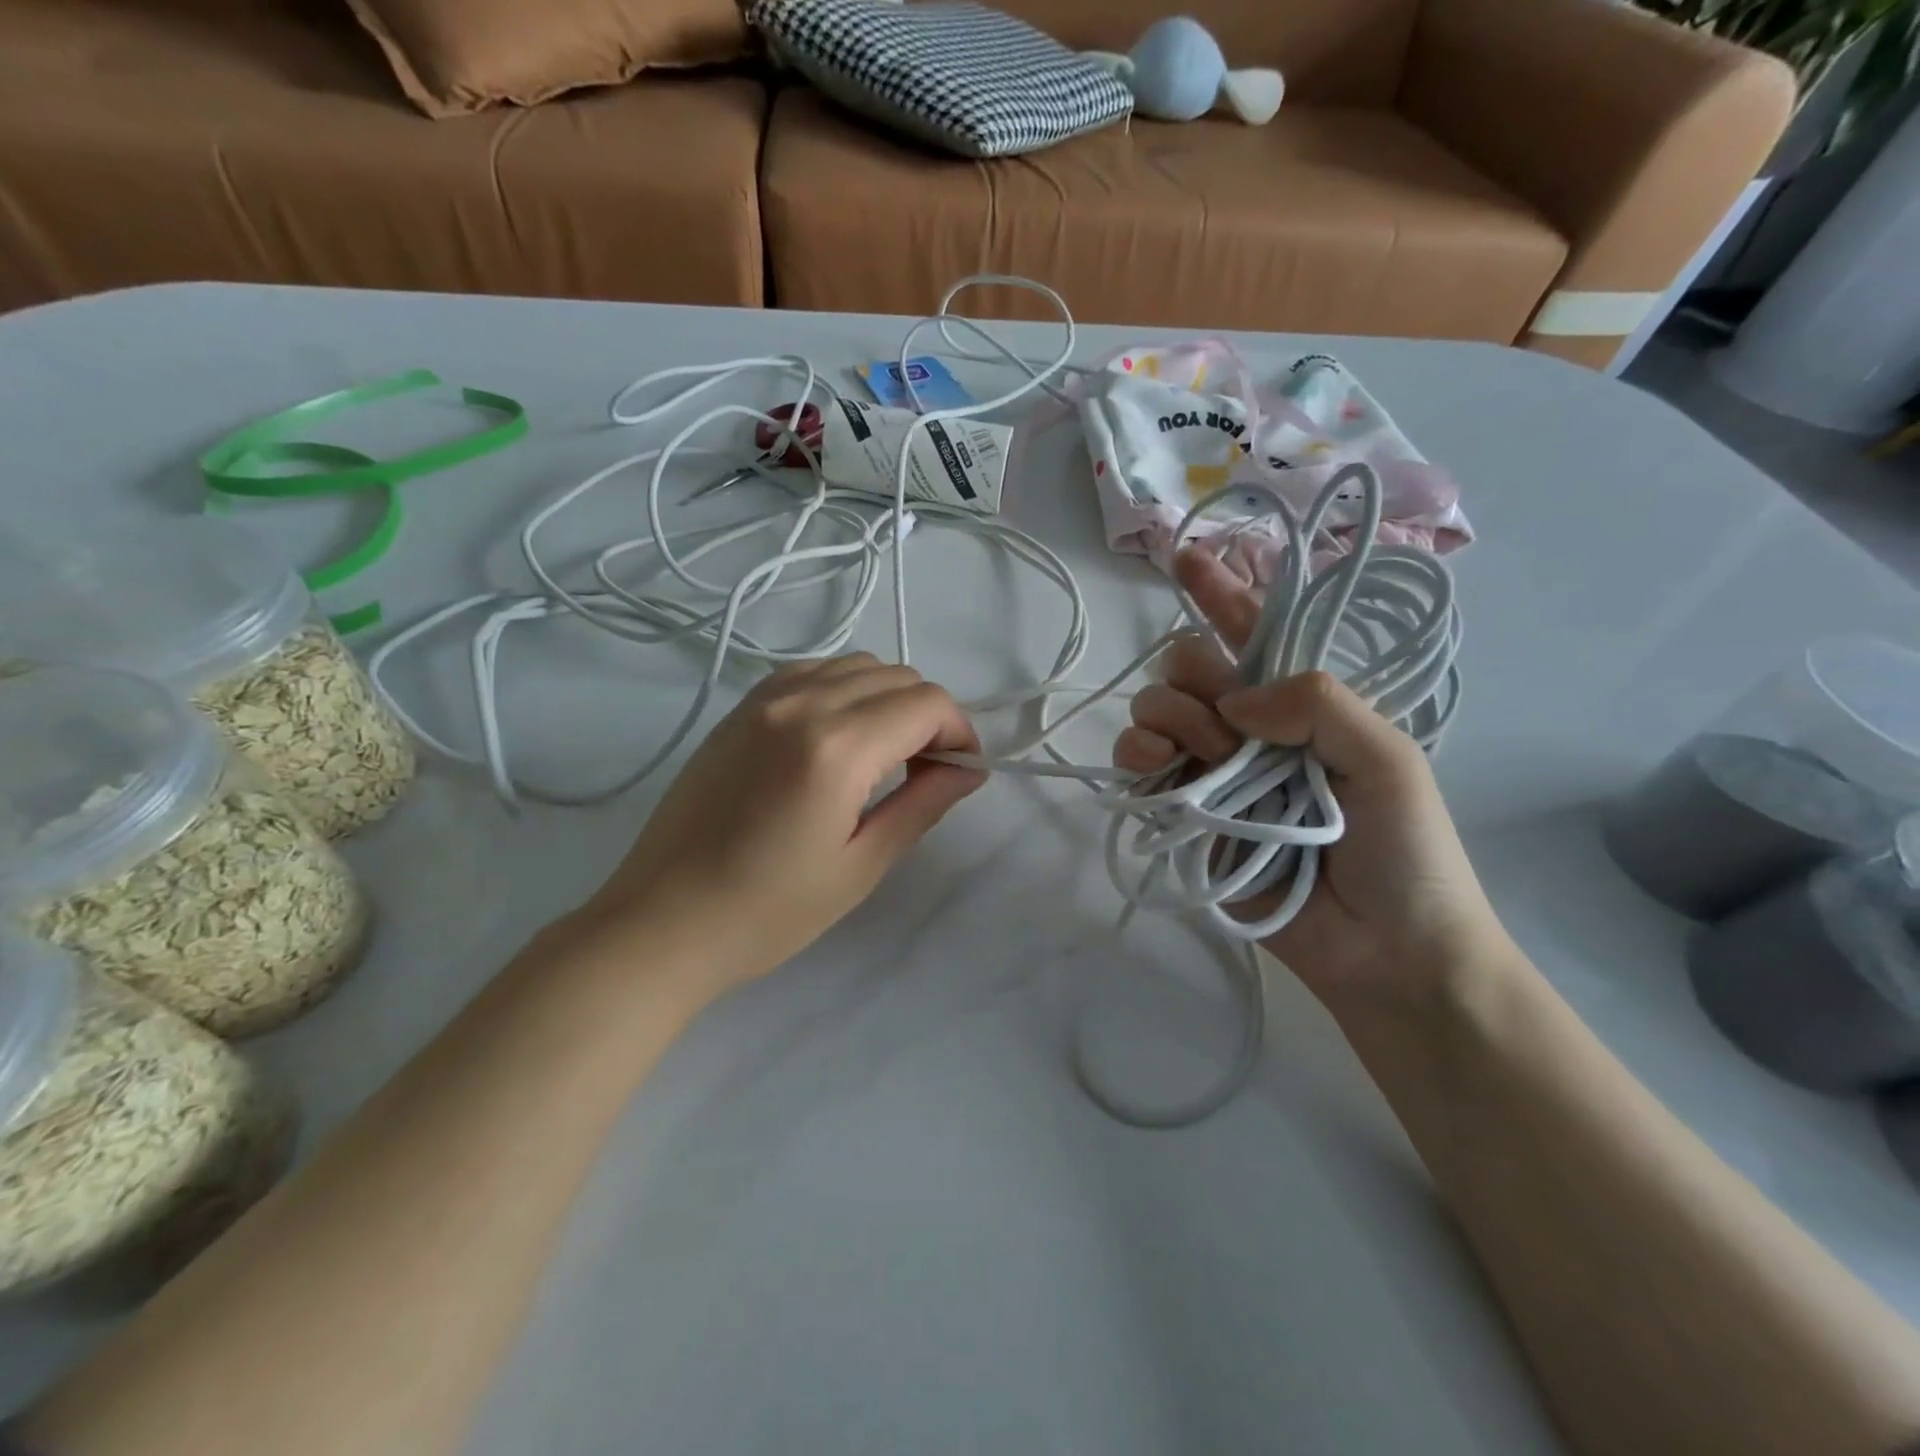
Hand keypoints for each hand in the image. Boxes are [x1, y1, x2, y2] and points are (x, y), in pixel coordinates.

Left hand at [587, 655, 984, 992]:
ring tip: (884, 754)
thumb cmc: (768, 912)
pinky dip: (844, 690)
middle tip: (926, 771)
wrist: (662, 921)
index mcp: (836, 747)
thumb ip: (923, 804)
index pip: (927, 703)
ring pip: (856, 665)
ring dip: (888, 698)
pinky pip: (812, 671)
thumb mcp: (860, 865)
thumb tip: (969, 769)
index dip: (960, 732)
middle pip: (897, 676)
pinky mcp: (739, 708)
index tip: (959, 773)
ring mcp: (763, 699)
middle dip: (929, 715)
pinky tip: (838, 737)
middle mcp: (801, 703)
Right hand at [1114, 548, 1511, 1009]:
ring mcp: (1213, 773)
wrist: (1386, 952)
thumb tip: (1231, 697)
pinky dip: (1136, 761)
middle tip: (1229, 733)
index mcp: (1302, 704)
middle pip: (1188, 668)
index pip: (1253, 633)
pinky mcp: (1185, 818)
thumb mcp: (1389, 759)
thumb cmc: (1406, 852)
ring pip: (1155, 712)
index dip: (1220, 593)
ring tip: (1200, 761)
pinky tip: (1152, 773)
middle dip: (1194, 681)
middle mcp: (1249, 730)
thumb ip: (1318, 703)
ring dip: (1165, 720)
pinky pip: (1138, 770)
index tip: (1184, 558)